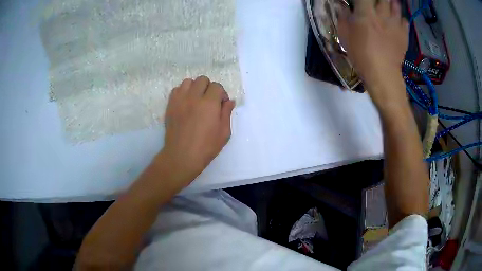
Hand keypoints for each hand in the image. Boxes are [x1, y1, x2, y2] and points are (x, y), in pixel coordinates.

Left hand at [160, 76, 234, 184]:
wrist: (182, 156)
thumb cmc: (206, 147)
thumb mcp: (224, 133)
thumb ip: (227, 113)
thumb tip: (229, 101)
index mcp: (209, 103)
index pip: (217, 86)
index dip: (221, 94)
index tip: (221, 104)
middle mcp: (194, 97)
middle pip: (202, 80)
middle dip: (209, 87)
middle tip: (210, 101)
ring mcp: (180, 100)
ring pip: (188, 82)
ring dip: (195, 87)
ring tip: (196, 99)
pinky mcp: (170, 105)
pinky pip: (176, 89)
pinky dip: (182, 92)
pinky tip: (185, 103)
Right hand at [338, 0, 408, 105]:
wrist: (382, 75)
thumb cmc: (361, 55)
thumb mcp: (344, 36)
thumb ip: (343, 17)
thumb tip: (342, 6)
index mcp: (365, 12)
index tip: (361, 2)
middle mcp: (382, 14)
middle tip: (376, 4)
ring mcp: (395, 23)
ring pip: (395, 5)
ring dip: (391, 3)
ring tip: (387, 6)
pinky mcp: (404, 34)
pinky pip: (404, 20)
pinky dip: (400, 18)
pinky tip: (396, 21)